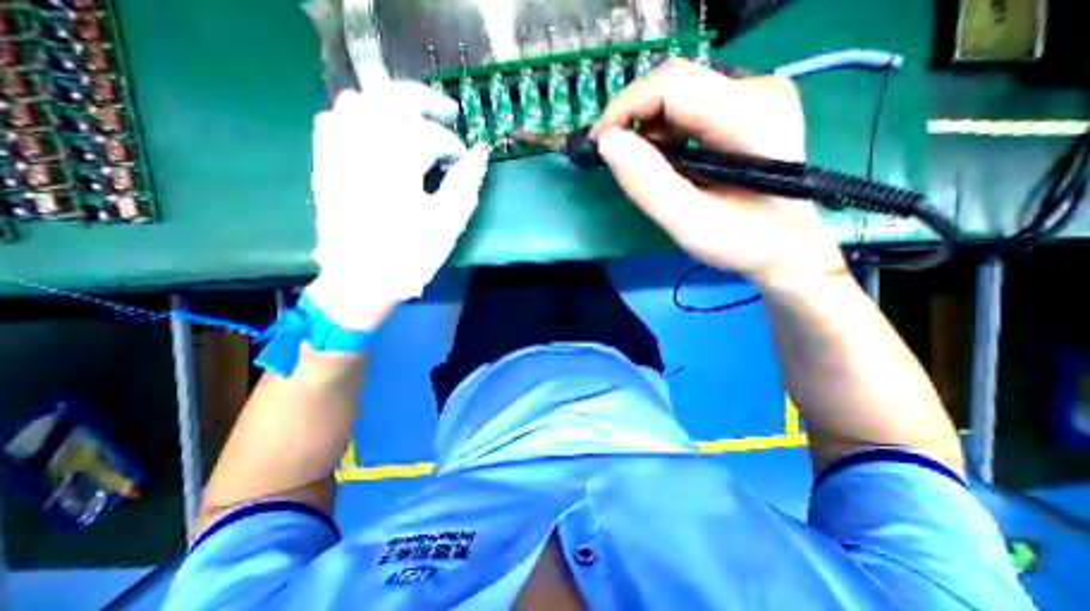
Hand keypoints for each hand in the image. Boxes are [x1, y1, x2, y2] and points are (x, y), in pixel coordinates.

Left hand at [307, 83, 492, 329]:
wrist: (360, 281)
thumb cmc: (409, 256)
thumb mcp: (447, 225)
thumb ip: (466, 185)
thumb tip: (480, 154)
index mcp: (395, 166)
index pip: (427, 134)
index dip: (451, 143)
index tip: (463, 158)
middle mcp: (361, 149)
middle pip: (387, 98)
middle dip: (422, 99)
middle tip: (446, 112)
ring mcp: (337, 154)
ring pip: (355, 102)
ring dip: (388, 104)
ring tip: (412, 119)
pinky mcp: (324, 165)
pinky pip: (331, 121)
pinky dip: (355, 116)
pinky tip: (373, 130)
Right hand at [593, 59, 846, 287]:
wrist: (786, 247)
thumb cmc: (743, 242)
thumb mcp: (690, 223)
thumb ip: (648, 183)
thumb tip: (607, 142)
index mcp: (751, 116)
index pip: (673, 85)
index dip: (625, 107)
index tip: (598, 144)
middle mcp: (758, 90)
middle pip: (675, 85)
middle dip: (632, 118)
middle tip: (611, 157)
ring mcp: (755, 95)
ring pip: (679, 95)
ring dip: (646, 127)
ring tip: (635, 164)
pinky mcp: (746, 108)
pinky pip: (689, 108)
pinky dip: (663, 132)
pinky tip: (661, 160)